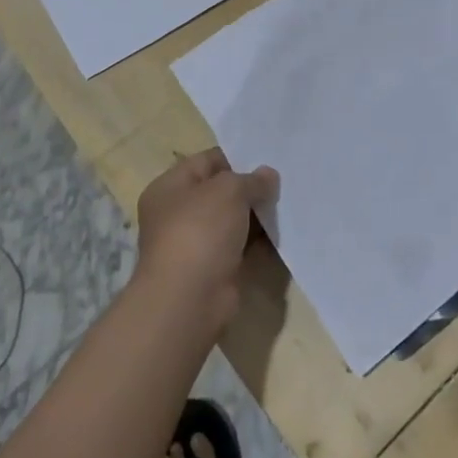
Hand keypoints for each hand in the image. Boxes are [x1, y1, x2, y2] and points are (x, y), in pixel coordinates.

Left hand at [134, 150, 278, 321]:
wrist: (189, 300)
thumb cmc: (200, 231)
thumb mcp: (228, 190)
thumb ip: (251, 179)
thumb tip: (268, 175)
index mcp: (169, 187)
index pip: (206, 161)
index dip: (237, 158)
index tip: (268, 159)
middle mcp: (177, 214)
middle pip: (220, 192)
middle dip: (250, 187)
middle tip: (283, 181)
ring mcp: (195, 244)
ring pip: (232, 220)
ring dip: (257, 214)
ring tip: (288, 203)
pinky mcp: (213, 269)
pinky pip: (239, 247)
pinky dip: (258, 241)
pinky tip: (282, 232)